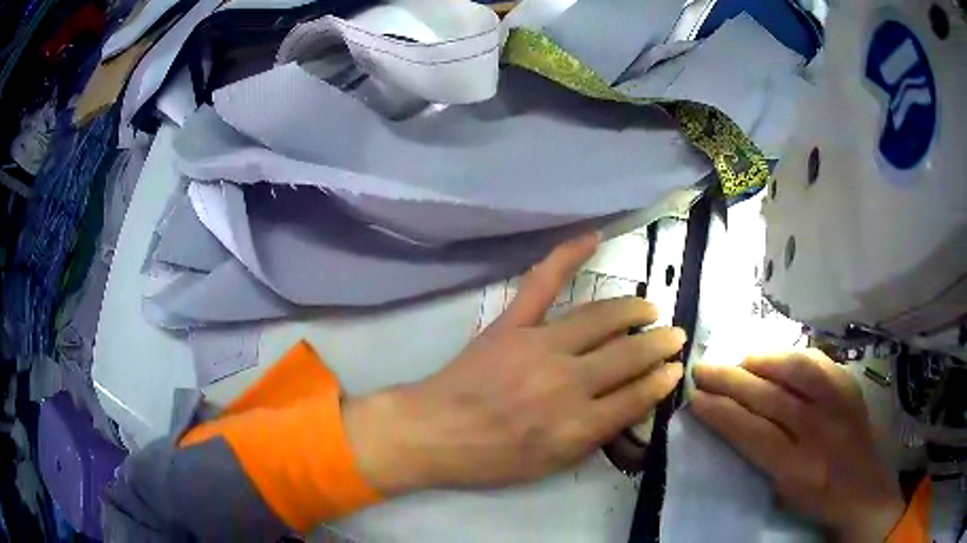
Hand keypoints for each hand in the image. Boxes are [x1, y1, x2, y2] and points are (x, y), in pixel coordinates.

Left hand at [344, 233, 685, 494]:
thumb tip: (629, 406)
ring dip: (633, 310)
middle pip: (628, 355)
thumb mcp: (551, 466)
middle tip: (675, 337)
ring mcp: (539, 345)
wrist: (433, 432)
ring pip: (601, 317)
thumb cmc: (491, 458)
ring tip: (650, 309)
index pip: (636, 396)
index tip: (674, 370)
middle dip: (659, 345)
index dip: (661, 381)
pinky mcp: (513, 323)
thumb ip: (594, 438)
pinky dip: (568, 254)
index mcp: (577, 424)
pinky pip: (543, 282)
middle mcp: (567, 381)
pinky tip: (593, 237)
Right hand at [690, 350, 904, 542]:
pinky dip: (793, 356)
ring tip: (738, 359)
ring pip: (796, 371)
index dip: (722, 413)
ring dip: (762, 361)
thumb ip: (761, 459)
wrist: (865, 490)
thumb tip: (733, 423)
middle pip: (770, 398)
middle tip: (704, 369)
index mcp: (797, 468)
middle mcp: (819, 431)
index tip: (696, 399)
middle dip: (732, 381)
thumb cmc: (817, 501)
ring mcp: (838, 403)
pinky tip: (777, 356)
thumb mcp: (783, 493)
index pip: (752, 433)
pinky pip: (819, 362)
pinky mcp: (850, 387)